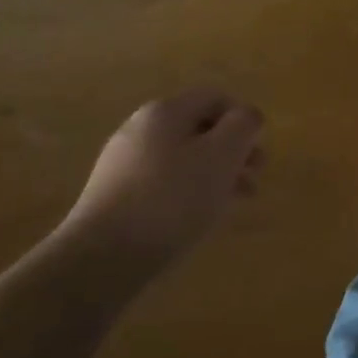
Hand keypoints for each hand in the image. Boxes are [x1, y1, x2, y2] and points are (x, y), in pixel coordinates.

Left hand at [60, 90, 264, 283]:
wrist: (100, 259)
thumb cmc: (171, 200)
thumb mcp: (222, 156)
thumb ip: (243, 126)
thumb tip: (247, 117)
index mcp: (165, 111)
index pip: (216, 98)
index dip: (244, 120)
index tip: (257, 155)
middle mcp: (140, 128)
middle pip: (199, 128)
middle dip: (231, 151)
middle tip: (252, 180)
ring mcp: (122, 163)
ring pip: (182, 158)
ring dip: (213, 174)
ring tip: (230, 204)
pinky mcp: (113, 196)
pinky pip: (162, 182)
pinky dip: (186, 192)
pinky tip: (196, 218)